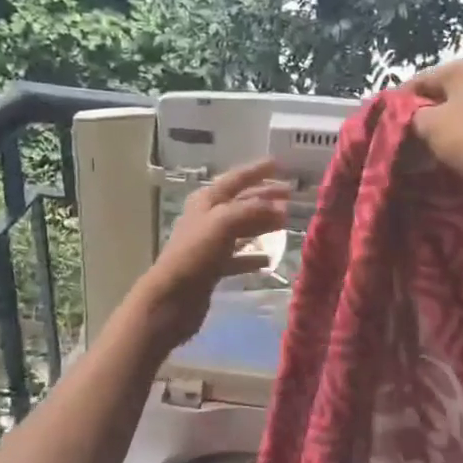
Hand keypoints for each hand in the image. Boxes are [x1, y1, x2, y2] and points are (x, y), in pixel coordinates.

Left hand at [130, 159, 291, 349]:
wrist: (172, 298)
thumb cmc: (196, 255)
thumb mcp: (223, 223)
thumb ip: (252, 210)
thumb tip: (280, 207)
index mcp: (206, 201)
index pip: (236, 179)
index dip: (257, 170)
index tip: (281, 164)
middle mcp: (207, 218)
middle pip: (241, 203)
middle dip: (265, 197)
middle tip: (291, 196)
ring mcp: (210, 244)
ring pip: (242, 228)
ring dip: (263, 224)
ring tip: (286, 223)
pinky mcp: (213, 268)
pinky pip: (238, 257)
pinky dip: (254, 255)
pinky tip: (270, 258)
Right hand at [405, 57, 462, 185]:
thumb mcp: (427, 123)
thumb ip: (409, 113)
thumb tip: (402, 114)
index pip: (424, 78)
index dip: (400, 98)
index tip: (384, 117)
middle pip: (443, 92)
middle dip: (422, 111)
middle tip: (402, 132)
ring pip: (458, 108)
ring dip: (439, 124)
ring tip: (420, 143)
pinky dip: (457, 132)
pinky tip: (444, 148)